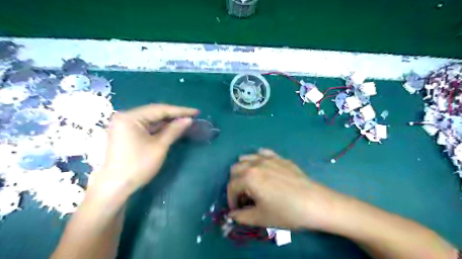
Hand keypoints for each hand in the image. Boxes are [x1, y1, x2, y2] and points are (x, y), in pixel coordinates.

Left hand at [90, 103, 198, 195]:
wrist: (116, 187)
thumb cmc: (138, 165)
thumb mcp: (159, 146)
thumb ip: (174, 130)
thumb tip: (188, 120)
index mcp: (130, 117)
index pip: (159, 109)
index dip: (180, 111)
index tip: (196, 112)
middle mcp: (125, 117)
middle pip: (154, 113)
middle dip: (174, 115)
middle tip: (192, 116)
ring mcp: (124, 126)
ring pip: (151, 120)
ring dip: (168, 121)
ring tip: (185, 121)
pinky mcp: (126, 134)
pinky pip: (146, 127)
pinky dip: (159, 128)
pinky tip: (171, 128)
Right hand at [227, 150, 346, 230]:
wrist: (315, 203)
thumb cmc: (286, 212)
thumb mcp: (261, 218)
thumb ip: (241, 217)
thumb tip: (232, 215)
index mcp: (249, 177)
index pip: (231, 186)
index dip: (231, 200)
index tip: (237, 210)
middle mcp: (255, 163)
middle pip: (235, 169)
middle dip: (235, 183)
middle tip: (243, 197)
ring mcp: (268, 158)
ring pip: (246, 157)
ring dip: (243, 169)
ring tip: (251, 182)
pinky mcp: (279, 158)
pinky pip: (263, 153)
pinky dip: (257, 158)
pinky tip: (262, 167)